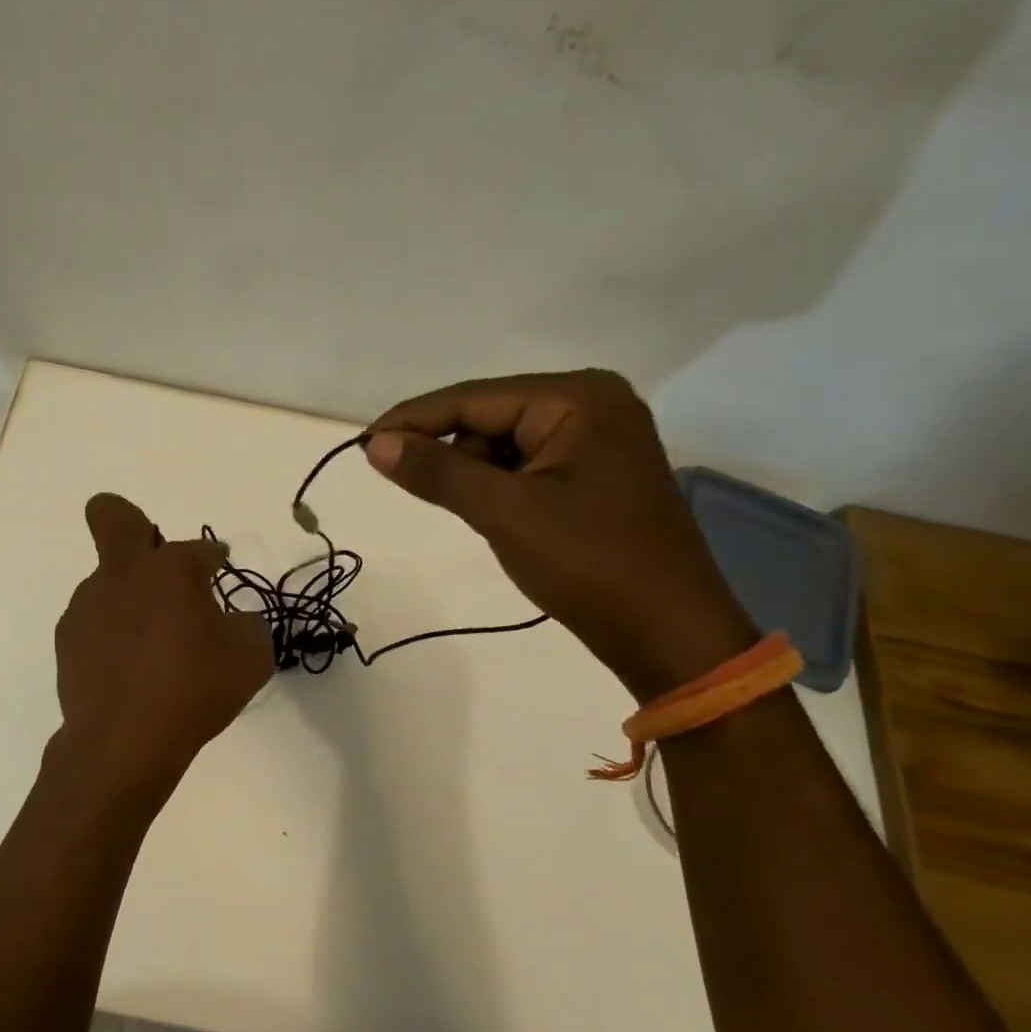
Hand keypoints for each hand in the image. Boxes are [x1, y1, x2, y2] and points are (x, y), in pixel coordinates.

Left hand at [54, 493, 273, 792]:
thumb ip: (248, 627)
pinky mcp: (67, 639)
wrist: (124, 742)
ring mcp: (88, 605)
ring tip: (152, 645)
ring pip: (106, 579)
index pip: (201, 548)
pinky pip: (94, 621)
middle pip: (111, 515)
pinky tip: (128, 668)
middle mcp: (123, 574)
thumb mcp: (250, 658)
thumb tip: (233, 622)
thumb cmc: (194, 691)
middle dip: (130, 520)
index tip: (220, 569)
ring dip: (129, 596)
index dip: (215, 558)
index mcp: (171, 569)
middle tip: (153, 556)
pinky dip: (112, 632)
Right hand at [365, 370, 757, 699]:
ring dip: (473, 475)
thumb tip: (375, 444)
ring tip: (472, 515)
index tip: (362, 443)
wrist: (668, 633)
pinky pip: (526, 468)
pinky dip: (498, 488)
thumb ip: (438, 471)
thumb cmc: (589, 564)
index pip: (473, 398)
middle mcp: (592, 405)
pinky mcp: (595, 475)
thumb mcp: (504, 512)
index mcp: (578, 398)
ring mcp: (597, 441)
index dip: (412, 419)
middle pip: (489, 417)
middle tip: (409, 488)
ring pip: (504, 445)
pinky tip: (491, 515)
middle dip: (448, 451)